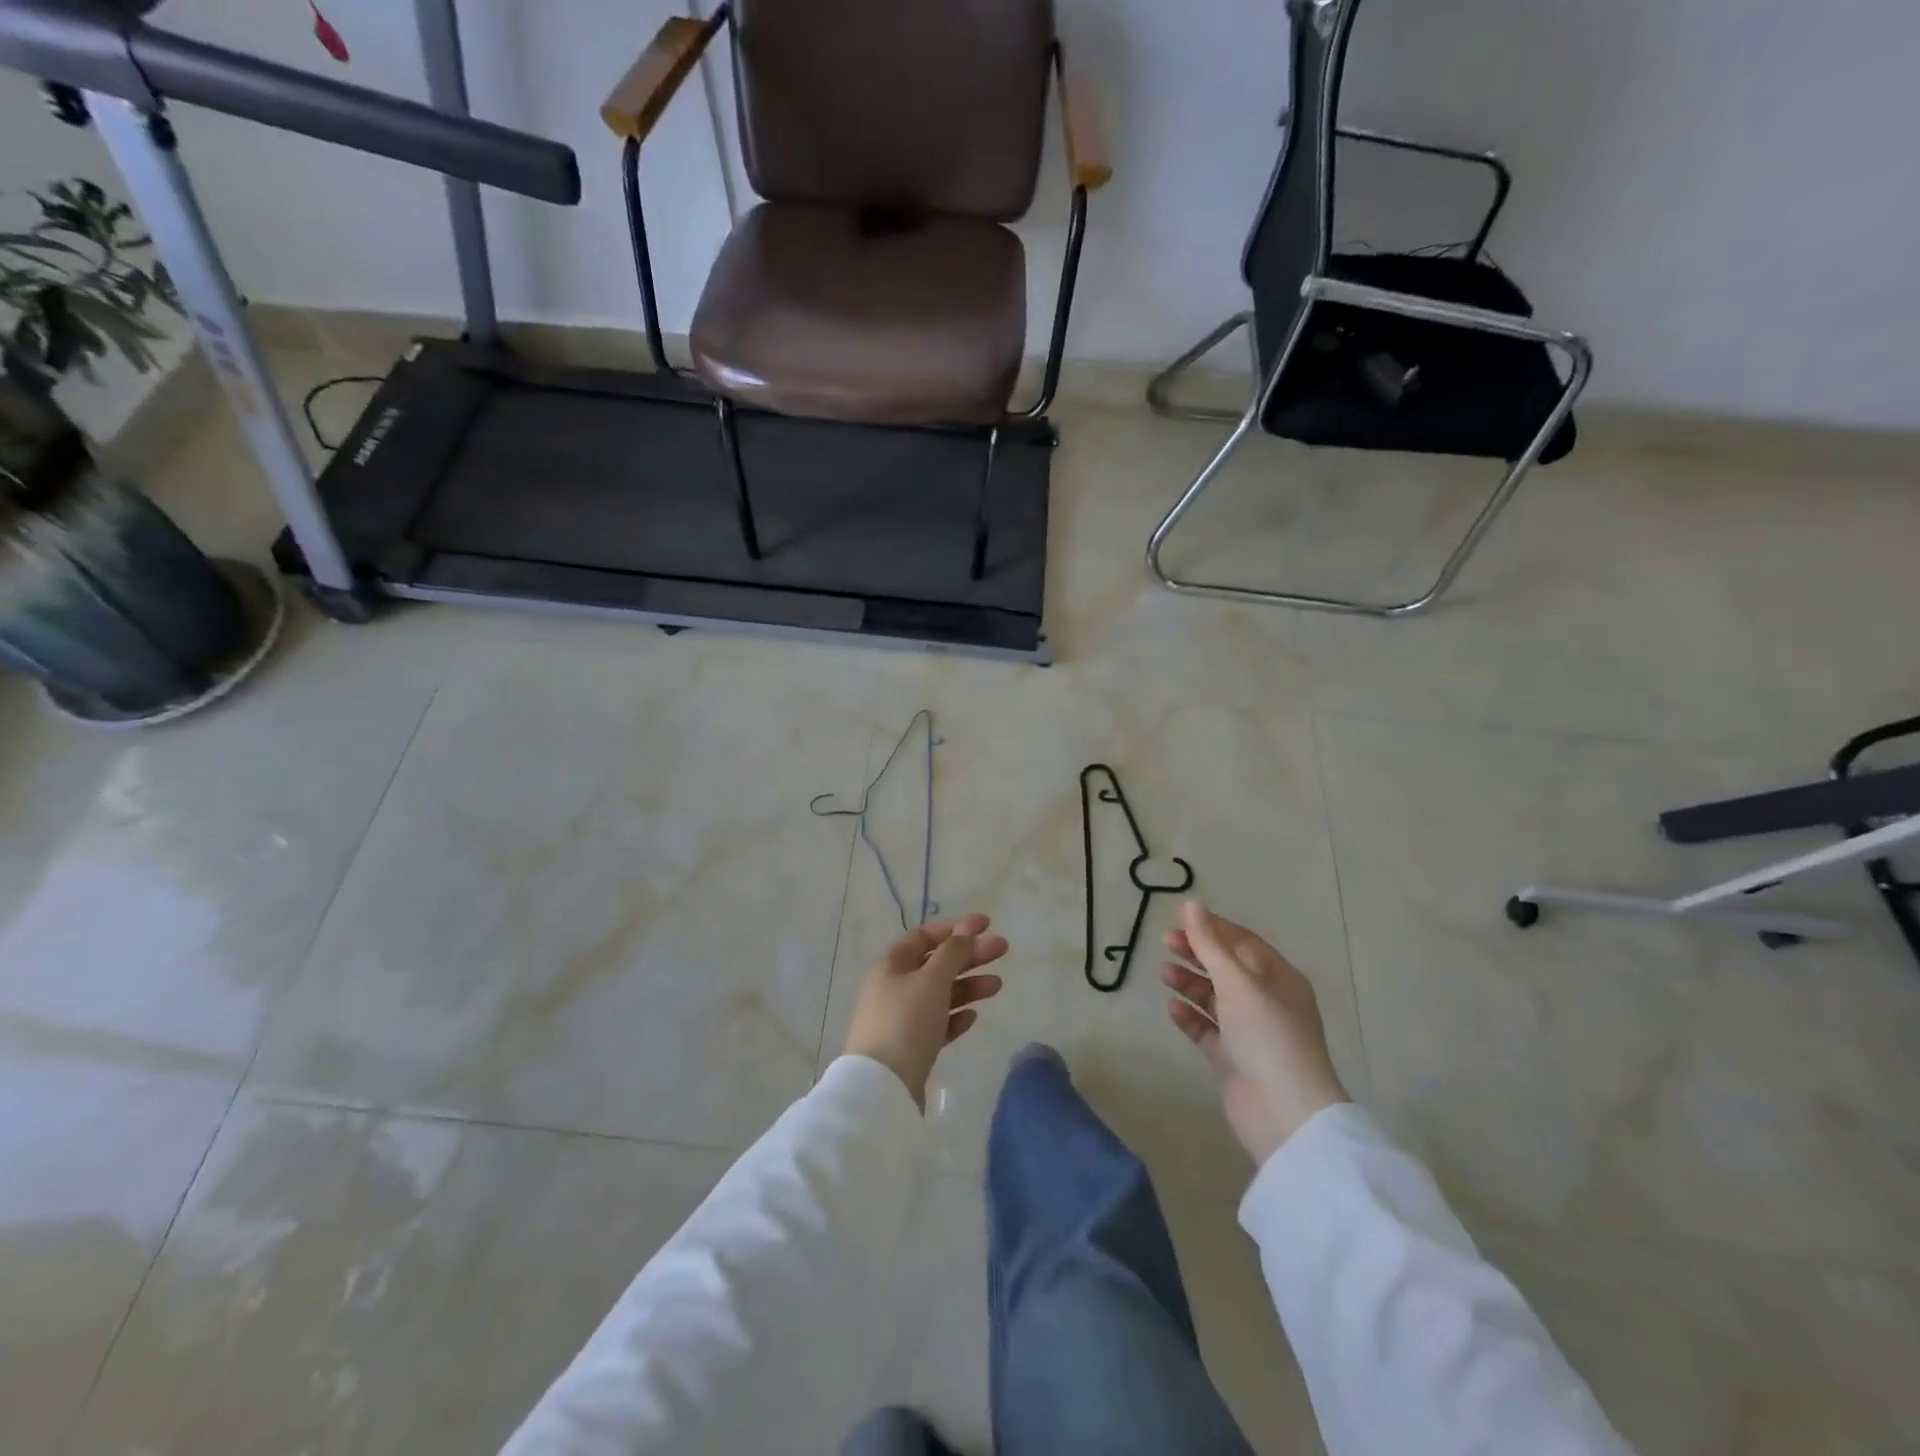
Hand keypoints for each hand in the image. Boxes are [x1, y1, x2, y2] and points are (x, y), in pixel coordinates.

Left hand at [843, 914, 1008, 1108]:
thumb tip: (965, 931)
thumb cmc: (906, 1023)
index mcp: (892, 965)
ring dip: (968, 986)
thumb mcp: (931, 980)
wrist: (882, 1088)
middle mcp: (894, 988)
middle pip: (936, 963)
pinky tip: (973, 1017)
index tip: (986, 925)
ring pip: (940, 994)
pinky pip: (937, 1024)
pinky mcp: (910, 1048)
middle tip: (1002, 950)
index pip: (924, 936)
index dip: (955, 928)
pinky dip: (956, 1016)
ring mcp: (901, 1019)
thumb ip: (952, 953)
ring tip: (997, 986)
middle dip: (969, 955)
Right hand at [1162, 900, 1348, 1166]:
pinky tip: (1172, 1010)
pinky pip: (1208, 1030)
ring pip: (1215, 998)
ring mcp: (1250, 1032)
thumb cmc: (1266, 1035)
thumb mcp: (1237, 982)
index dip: (1212, 928)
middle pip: (1226, 967)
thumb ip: (1210, 943)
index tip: (1178, 920)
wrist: (1284, 1113)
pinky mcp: (1234, 1060)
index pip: (1242, 942)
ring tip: (1163, 974)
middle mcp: (1266, 1001)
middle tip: (1165, 942)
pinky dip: (1190, 1018)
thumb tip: (1192, 903)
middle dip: (1197, 953)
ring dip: (1190, 983)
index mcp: (1279, 978)